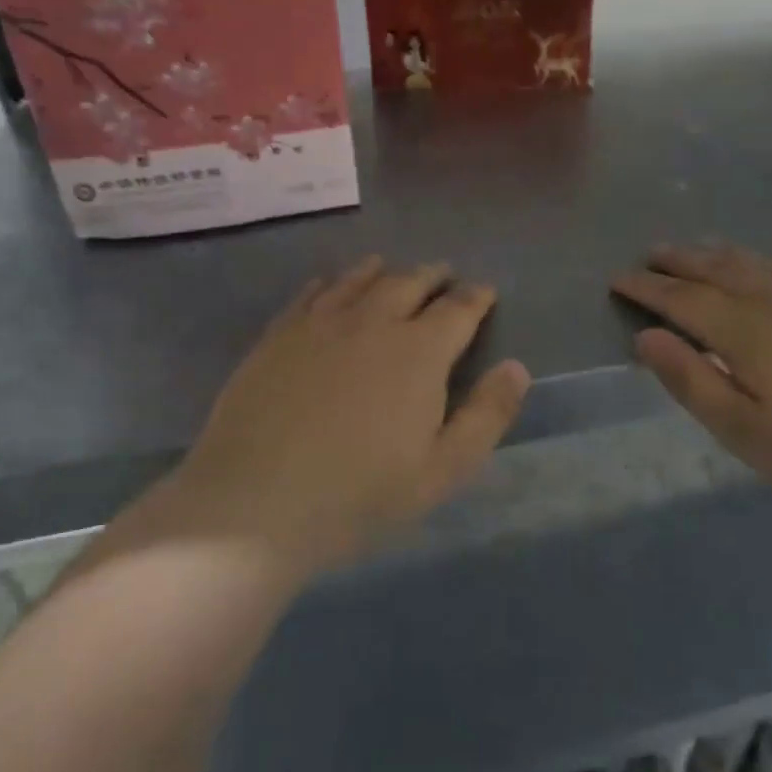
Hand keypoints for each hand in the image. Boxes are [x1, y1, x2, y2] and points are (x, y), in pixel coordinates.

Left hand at [163, 257, 529, 573]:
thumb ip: (486, 416)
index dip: (476, 297)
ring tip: (393, 268)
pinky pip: (311, 293)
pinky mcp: (279, 334)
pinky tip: (332, 284)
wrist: (254, 503)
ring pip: (360, 279)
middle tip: (445, 275)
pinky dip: (332, 282)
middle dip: (434, 275)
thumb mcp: (441, 469)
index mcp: (419, 352)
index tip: (485, 292)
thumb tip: (517, 367)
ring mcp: (320, 323)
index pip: (458, 309)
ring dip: (385, 270)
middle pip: (410, 282)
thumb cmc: (359, 494)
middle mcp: (373, 322)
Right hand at [612, 243, 771, 496]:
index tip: (619, 279)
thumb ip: (689, 379)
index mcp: (741, 328)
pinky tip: (755, 266)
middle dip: (677, 261)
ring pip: (749, 263)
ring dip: (713, 254)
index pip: (681, 298)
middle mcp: (771, 299)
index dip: (647, 288)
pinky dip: (753, 259)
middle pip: (714, 270)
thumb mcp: (739, 427)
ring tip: (692, 250)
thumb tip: (645, 337)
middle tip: (649, 255)